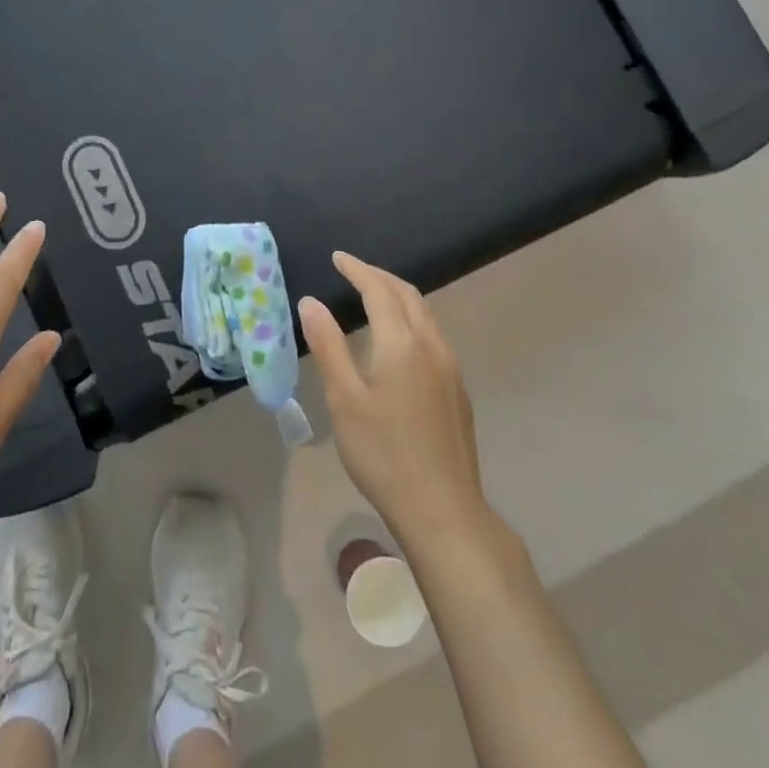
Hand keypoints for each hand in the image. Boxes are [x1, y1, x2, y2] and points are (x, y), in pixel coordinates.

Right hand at [299, 253, 498, 552]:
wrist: (442, 509)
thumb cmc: (383, 453)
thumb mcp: (344, 399)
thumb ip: (328, 346)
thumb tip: (311, 302)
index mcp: (402, 344)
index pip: (379, 290)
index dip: (357, 269)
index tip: (337, 258)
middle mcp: (432, 346)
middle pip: (408, 295)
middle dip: (379, 277)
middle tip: (353, 270)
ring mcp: (450, 368)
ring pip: (425, 315)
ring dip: (398, 296)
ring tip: (373, 296)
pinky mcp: (457, 390)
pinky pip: (433, 335)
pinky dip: (411, 319)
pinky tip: (397, 339)